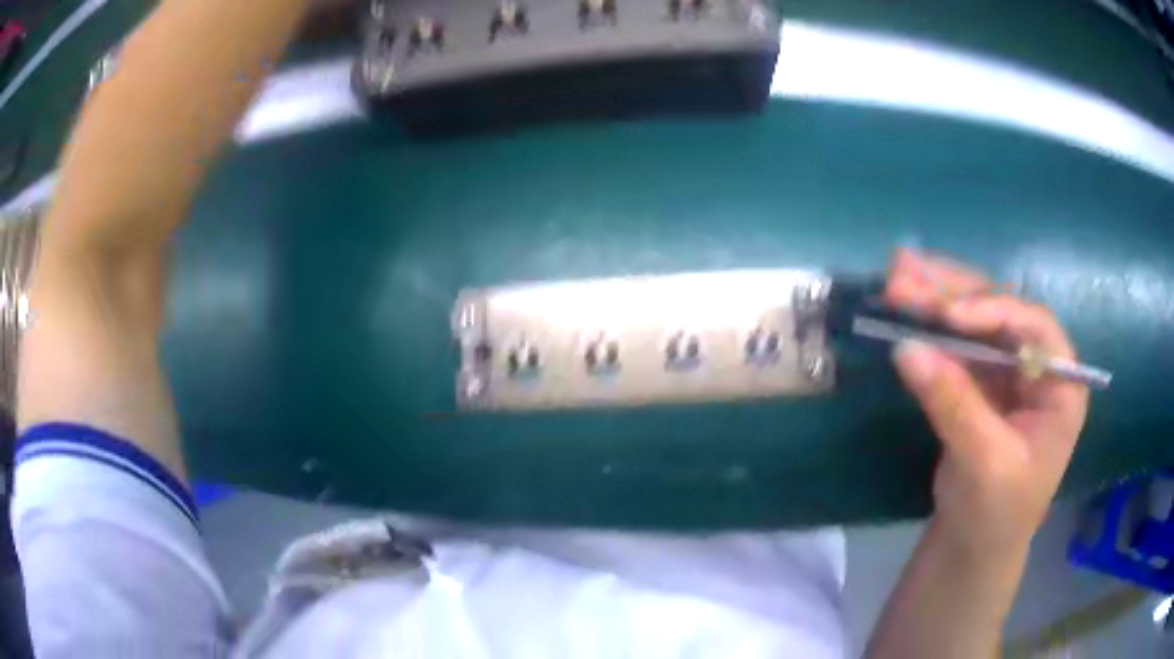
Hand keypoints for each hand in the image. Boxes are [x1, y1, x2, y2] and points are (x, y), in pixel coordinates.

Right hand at [885, 249, 1088, 555]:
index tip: (945, 315)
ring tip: (896, 272)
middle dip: (952, 292)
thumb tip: (906, 348)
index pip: (1034, 328)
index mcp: (1061, 385)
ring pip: (974, 320)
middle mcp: (1038, 366)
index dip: (992, 311)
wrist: (972, 552)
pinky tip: (905, 303)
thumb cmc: (995, 516)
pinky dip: (928, 325)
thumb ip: (953, 404)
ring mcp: (1007, 371)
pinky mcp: (980, 382)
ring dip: (935, 296)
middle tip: (903, 273)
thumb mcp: (983, 464)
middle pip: (999, 312)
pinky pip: (955, 343)